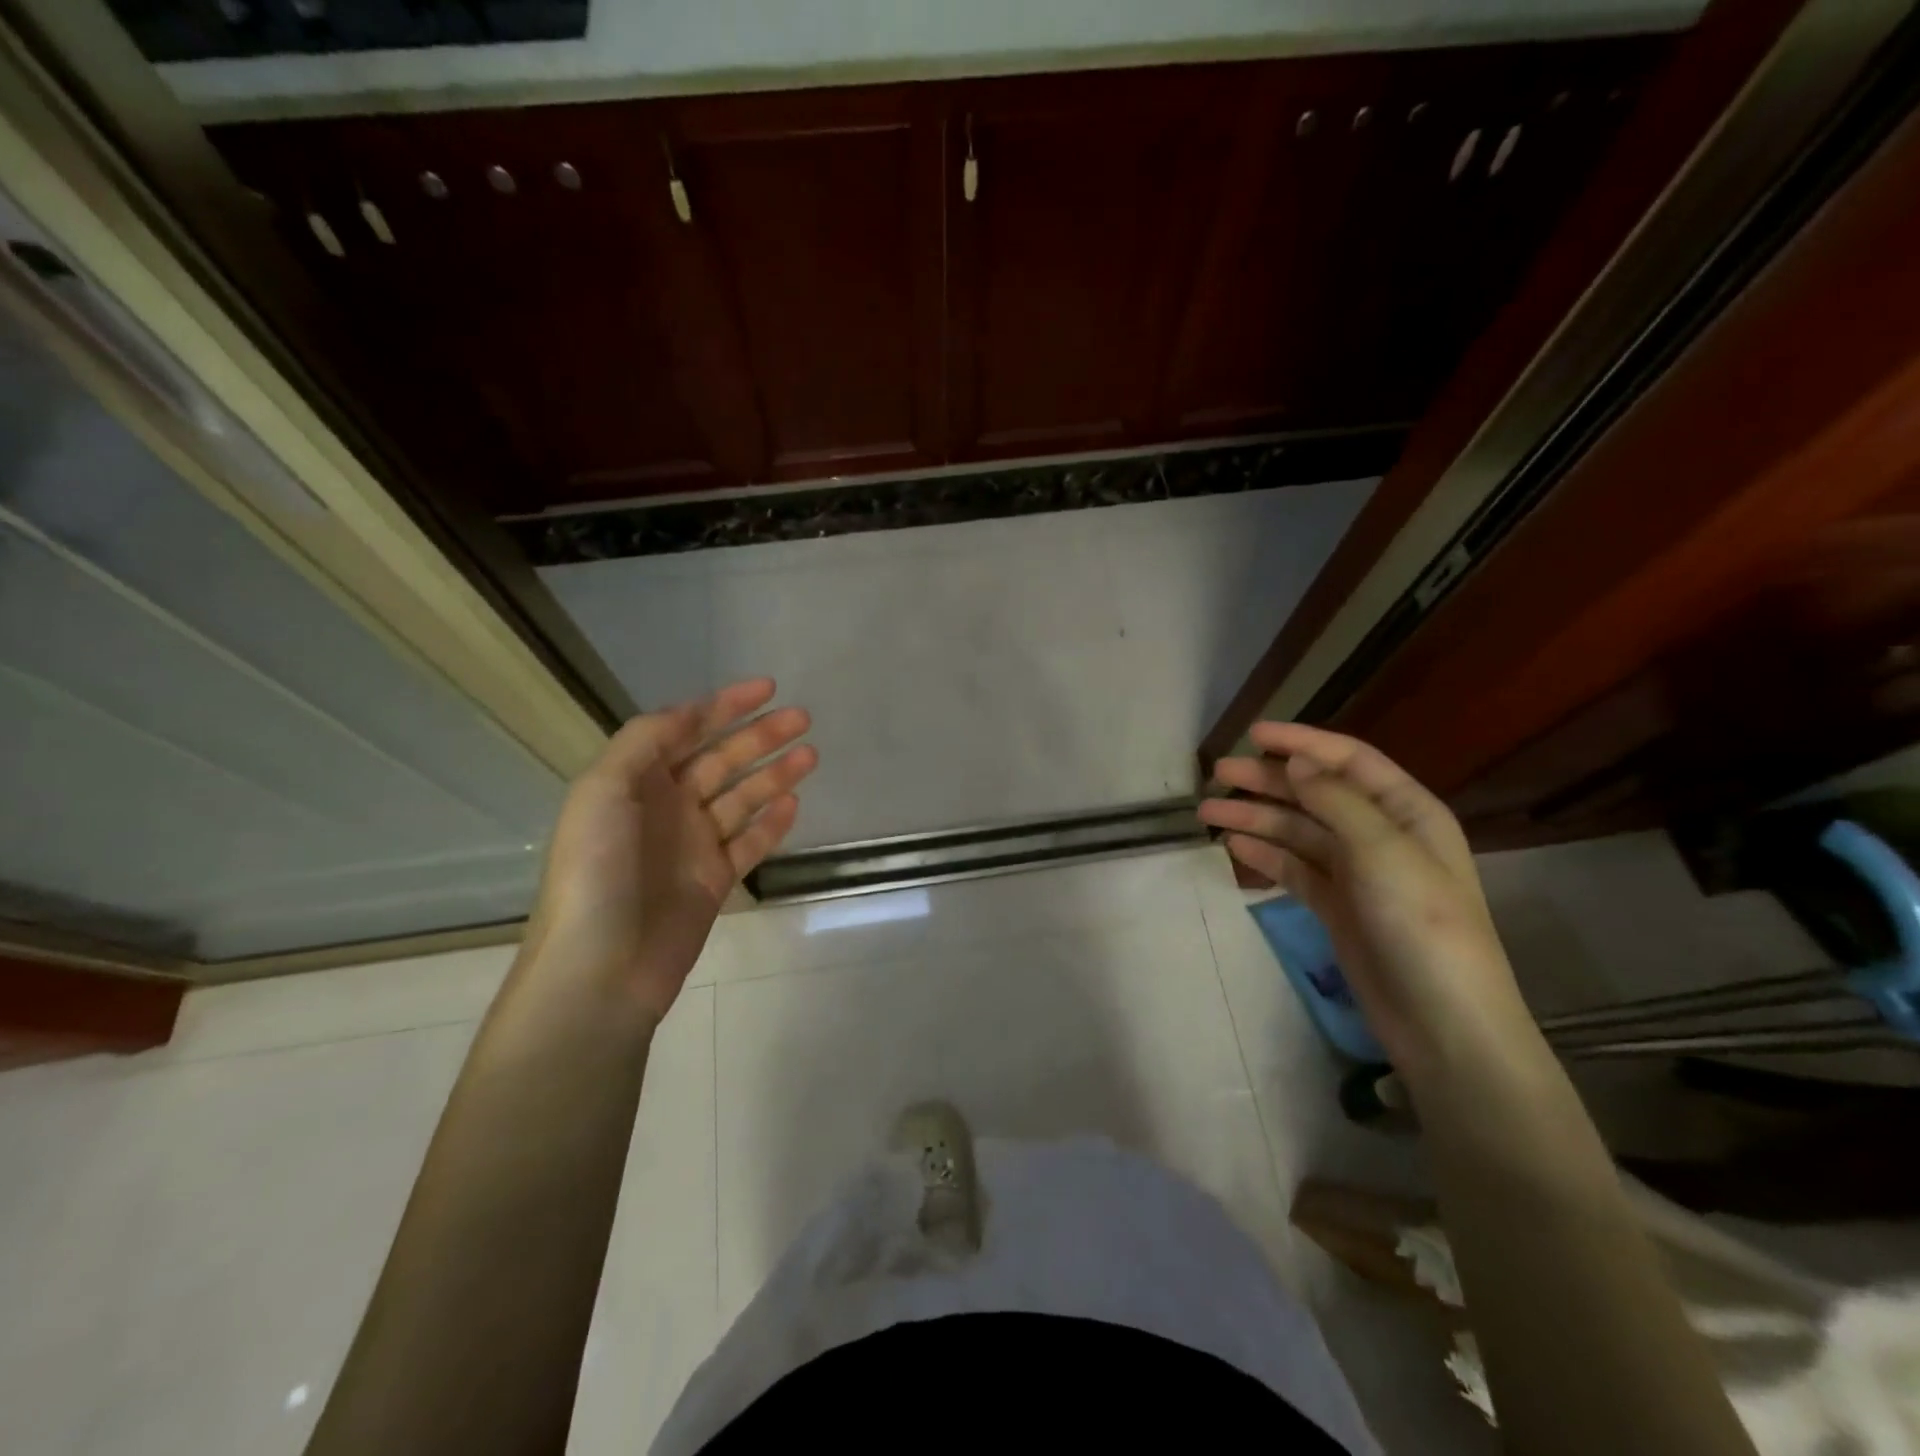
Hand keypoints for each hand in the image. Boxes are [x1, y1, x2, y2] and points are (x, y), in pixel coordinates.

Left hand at [526, 679, 815, 1019]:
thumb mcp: (603, 791)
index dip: (723, 706)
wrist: (602, 967)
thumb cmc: (596, 871)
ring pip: (742, 798)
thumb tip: (688, 711)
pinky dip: (772, 823)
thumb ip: (644, 742)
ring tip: (811, 754)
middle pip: (722, 760)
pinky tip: (796, 804)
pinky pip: (749, 843)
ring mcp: (692, 845)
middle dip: (760, 736)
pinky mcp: (714, 881)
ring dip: (775, 774)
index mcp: (635, 782)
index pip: (685, 730)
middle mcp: (666, 807)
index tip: (766, 688)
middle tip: (802, 718)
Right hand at [1199, 722, 1536, 1081]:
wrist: (1442, 1022)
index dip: (1301, 742)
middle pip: (1315, 794)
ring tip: (1208, 813)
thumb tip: (1296, 762)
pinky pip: (1295, 869)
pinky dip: (1265, 855)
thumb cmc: (1421, 924)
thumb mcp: (1382, 852)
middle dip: (1266, 781)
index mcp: (1406, 811)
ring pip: (1297, 832)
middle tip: (1217, 775)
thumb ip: (1336, 801)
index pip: (1348, 761)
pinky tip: (1233, 848)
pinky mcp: (1337, 907)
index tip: (1252, 734)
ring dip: (1255, 819)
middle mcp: (1381, 834)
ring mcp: (1357, 873)